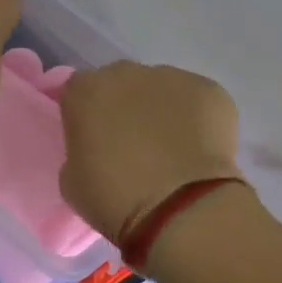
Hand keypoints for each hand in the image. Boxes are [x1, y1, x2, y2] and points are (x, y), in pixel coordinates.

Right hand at [60, 62, 240, 240]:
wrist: (179, 208)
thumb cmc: (113, 197)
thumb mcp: (71, 178)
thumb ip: (80, 149)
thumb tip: (96, 148)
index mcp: (84, 91)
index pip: (78, 91)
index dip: (86, 114)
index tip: (93, 139)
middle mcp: (125, 74)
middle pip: (121, 82)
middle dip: (124, 105)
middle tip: (132, 143)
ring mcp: (171, 78)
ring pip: (161, 88)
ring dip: (161, 110)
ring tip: (171, 149)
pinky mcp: (210, 90)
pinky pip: (197, 100)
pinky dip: (197, 118)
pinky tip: (198, 149)